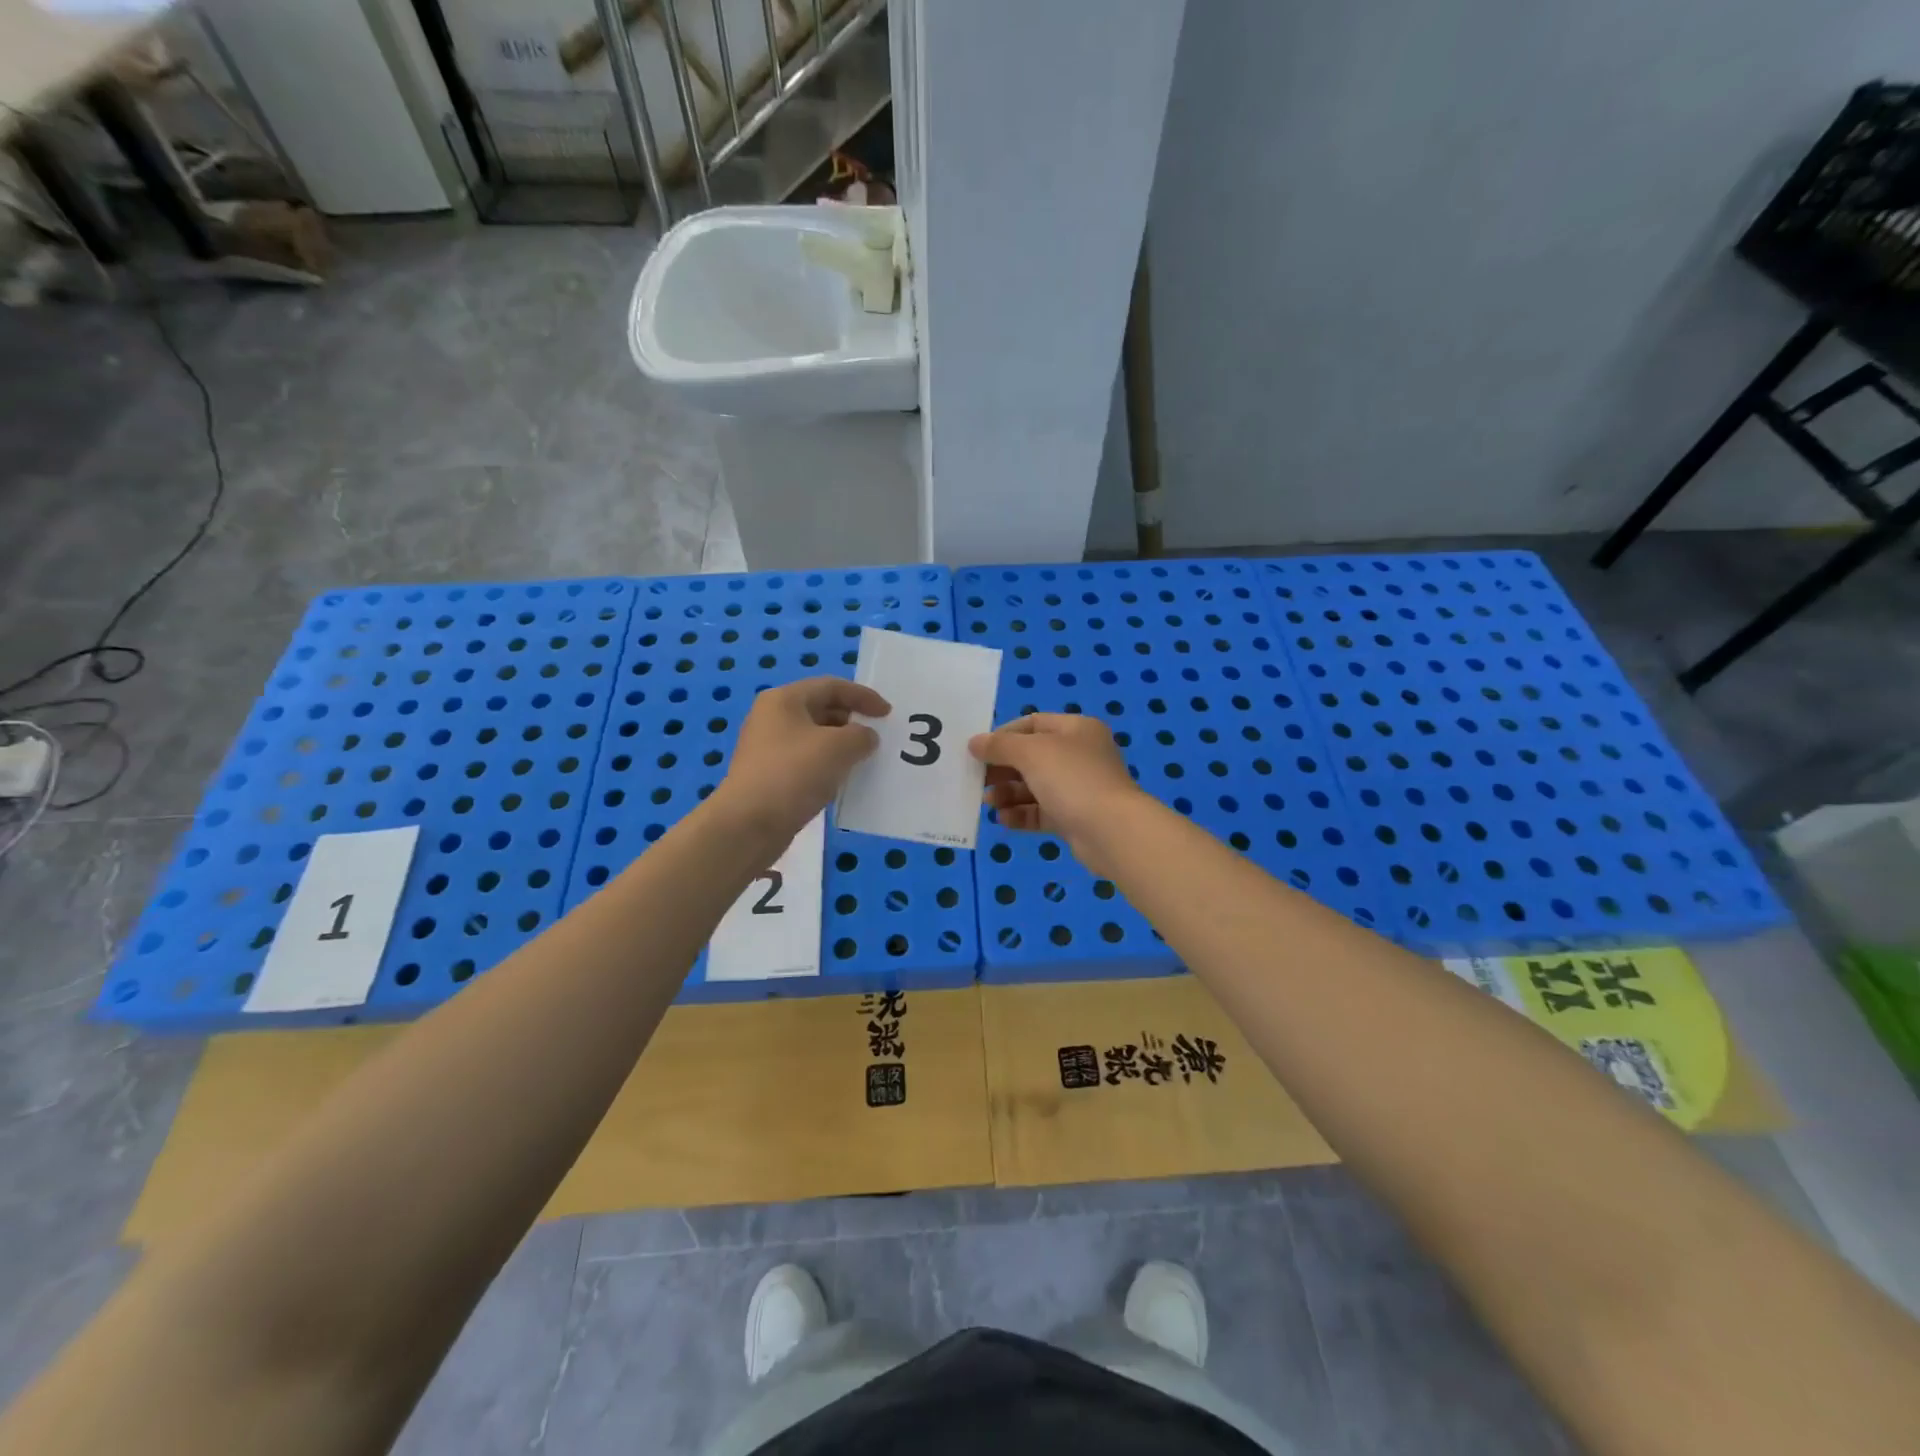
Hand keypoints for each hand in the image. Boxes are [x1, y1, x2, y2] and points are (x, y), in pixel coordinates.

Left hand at [716, 677, 890, 848]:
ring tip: (864, 760)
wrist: (749, 824)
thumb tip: (865, 738)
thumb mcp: (839, 747)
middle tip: (876, 737)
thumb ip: (861, 735)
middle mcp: (771, 718)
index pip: (831, 686)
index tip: (888, 714)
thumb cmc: (794, 774)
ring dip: (841, 746)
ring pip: (814, 738)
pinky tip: (841, 782)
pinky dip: (827, 766)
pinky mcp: (768, 776)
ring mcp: (767, 748)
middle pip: (821, 709)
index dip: (863, 696)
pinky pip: (806, 762)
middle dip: (852, 720)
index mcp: (784, 699)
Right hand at [969, 714, 1142, 873]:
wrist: (1111, 831)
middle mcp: (1080, 755)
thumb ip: (1000, 746)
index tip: (979, 750)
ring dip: (1008, 793)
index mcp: (1076, 729)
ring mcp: (1079, 788)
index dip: (1003, 735)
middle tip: (978, 780)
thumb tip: (974, 742)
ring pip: (1035, 786)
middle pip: (1032, 756)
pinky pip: (1042, 812)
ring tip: (989, 803)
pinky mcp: (1075, 817)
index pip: (1033, 723)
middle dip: (1002, 768)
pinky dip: (1022, 814)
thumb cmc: (1072, 779)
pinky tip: (1004, 820)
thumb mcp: (1031, 753)